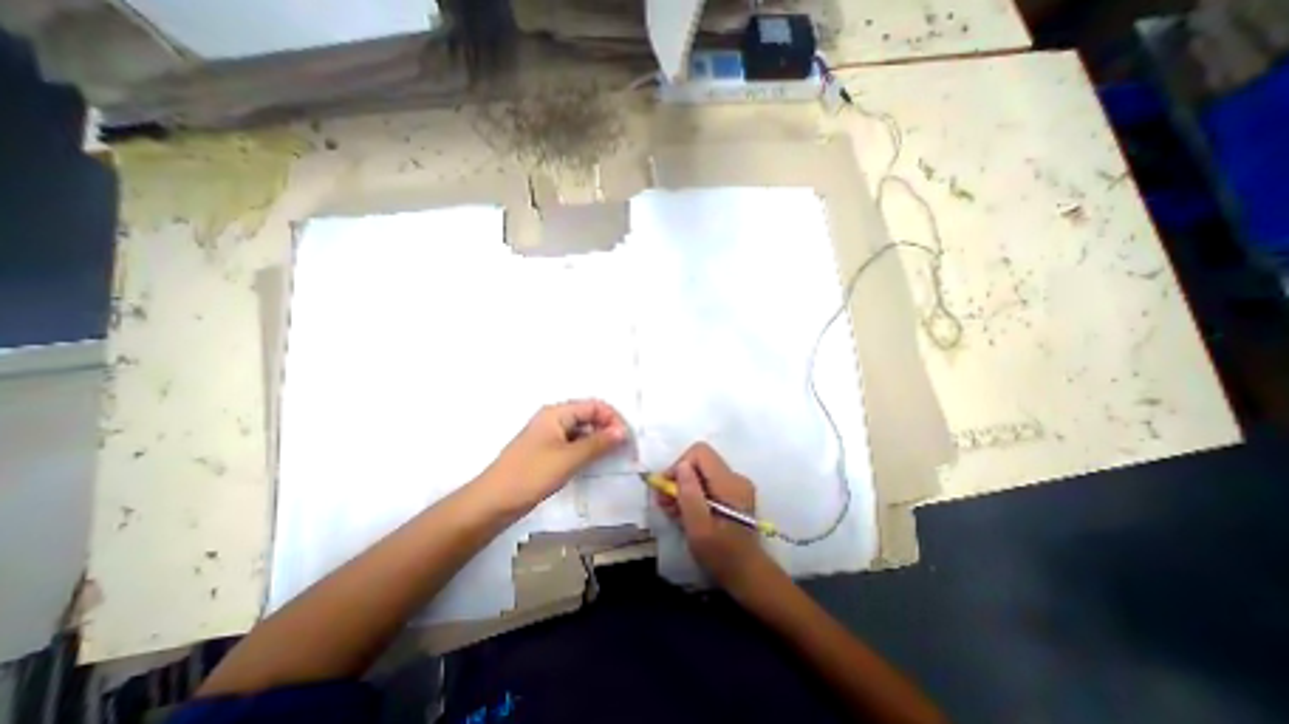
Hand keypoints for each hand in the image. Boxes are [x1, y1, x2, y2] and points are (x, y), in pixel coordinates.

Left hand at [482, 400, 631, 509]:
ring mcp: (550, 435)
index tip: (626, 438)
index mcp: (557, 413)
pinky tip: (595, 461)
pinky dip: (587, 449)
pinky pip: (573, 443)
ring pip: (582, 431)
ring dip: (599, 439)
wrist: (493, 502)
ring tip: (614, 455)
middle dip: (608, 428)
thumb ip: (598, 443)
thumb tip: (623, 431)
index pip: (594, 406)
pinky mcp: (548, 451)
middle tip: (624, 448)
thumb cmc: (531, 474)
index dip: (613, 418)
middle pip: (588, 416)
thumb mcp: (568, 458)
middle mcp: (554, 419)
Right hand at [656, 444, 773, 591]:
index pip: (700, 453)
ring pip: (701, 473)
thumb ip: (690, 495)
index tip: (667, 489)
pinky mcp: (732, 494)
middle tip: (663, 502)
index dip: (679, 465)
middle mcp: (735, 478)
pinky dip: (693, 494)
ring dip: (683, 488)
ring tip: (671, 510)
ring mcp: (735, 485)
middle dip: (678, 478)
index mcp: (729, 483)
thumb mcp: (699, 529)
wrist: (748, 576)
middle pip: (699, 462)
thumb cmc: (722, 556)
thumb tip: (681, 465)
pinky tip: (684, 512)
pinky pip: (707, 483)